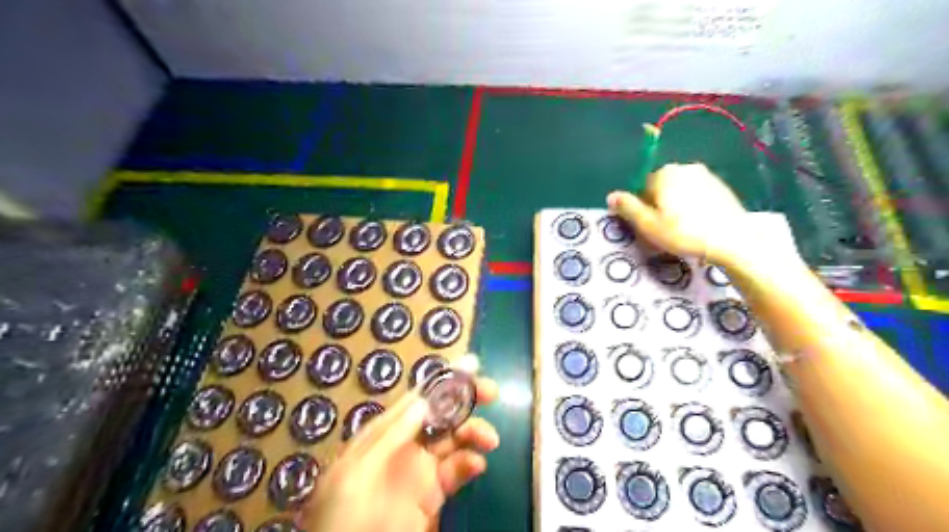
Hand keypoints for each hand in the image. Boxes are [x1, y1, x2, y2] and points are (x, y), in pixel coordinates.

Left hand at [300, 358, 499, 531]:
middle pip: (440, 415)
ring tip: (490, 438)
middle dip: (465, 400)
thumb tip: (423, 402)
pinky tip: (478, 465)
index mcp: (383, 433)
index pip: (417, 399)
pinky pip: (457, 471)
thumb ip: (389, 437)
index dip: (443, 380)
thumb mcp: (355, 473)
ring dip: (474, 432)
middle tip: (491, 392)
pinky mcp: (433, 495)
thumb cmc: (341, 517)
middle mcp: (405, 445)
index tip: (471, 364)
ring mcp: (420, 471)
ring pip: (454, 440)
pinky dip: (471, 463)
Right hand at [607, 162, 757, 265]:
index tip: (649, 227)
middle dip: (659, 207)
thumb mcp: (648, 225)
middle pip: (661, 188)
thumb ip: (628, 208)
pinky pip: (697, 196)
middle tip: (663, 231)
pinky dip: (693, 208)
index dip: (642, 208)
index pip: (642, 187)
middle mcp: (686, 168)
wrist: (734, 241)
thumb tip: (611, 196)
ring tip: (682, 231)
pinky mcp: (722, 188)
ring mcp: (707, 176)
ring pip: (679, 192)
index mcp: (665, 173)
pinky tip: (698, 227)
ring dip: (676, 208)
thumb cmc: (685, 233)